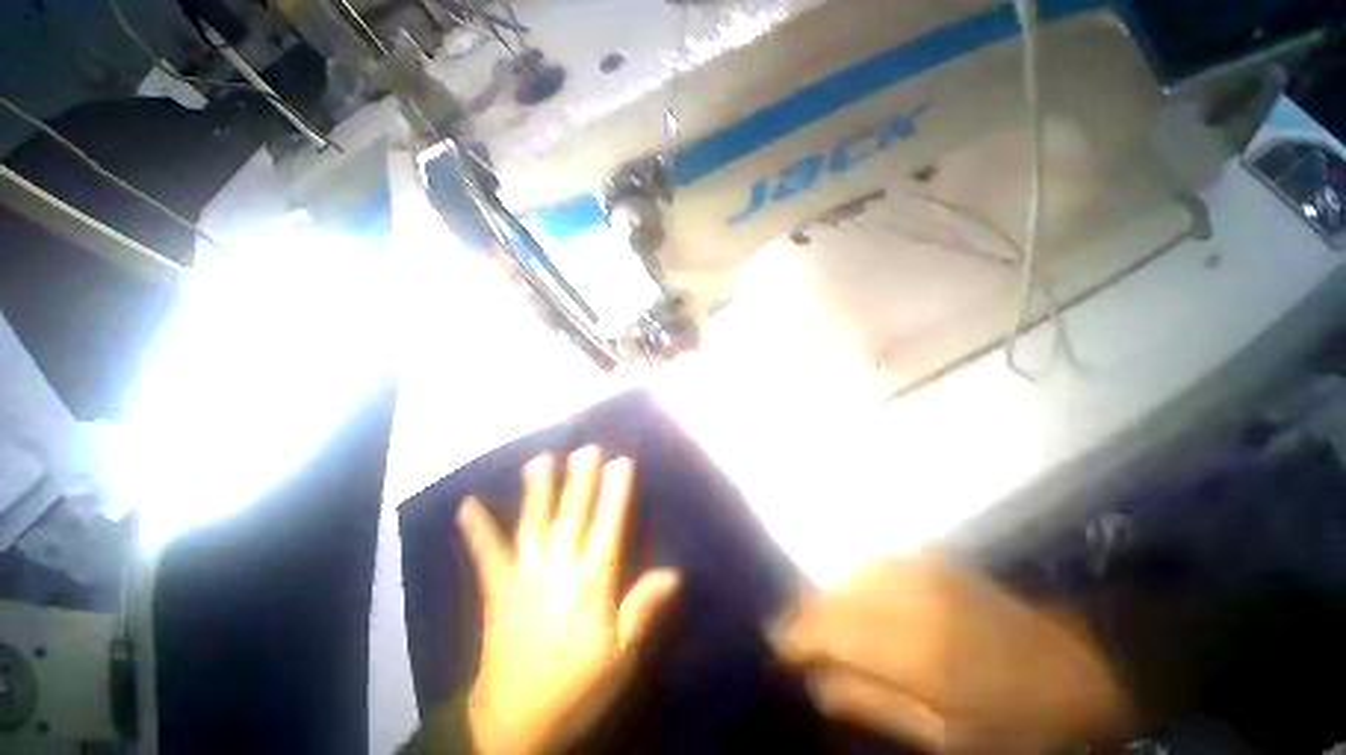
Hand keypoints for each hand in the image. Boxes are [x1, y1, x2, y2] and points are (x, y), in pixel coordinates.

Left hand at [457, 448, 680, 754]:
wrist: (514, 728)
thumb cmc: (576, 689)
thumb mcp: (621, 658)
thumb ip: (643, 610)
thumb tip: (674, 573)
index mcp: (591, 586)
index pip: (608, 528)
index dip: (615, 493)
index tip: (621, 462)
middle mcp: (557, 571)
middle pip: (572, 517)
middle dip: (581, 480)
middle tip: (586, 448)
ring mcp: (523, 578)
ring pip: (533, 525)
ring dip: (538, 491)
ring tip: (540, 460)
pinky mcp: (497, 591)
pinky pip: (487, 556)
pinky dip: (477, 530)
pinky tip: (466, 505)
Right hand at [773, 553, 1133, 752]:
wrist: (1081, 667)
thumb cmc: (1017, 722)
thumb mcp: (947, 739)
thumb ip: (874, 705)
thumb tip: (816, 683)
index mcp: (917, 652)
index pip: (830, 632)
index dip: (795, 636)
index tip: (772, 644)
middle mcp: (911, 599)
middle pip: (834, 598)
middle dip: (804, 616)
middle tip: (789, 635)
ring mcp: (922, 572)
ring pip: (849, 576)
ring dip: (827, 598)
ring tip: (816, 622)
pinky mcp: (932, 560)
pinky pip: (873, 565)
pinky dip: (852, 582)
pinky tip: (851, 599)